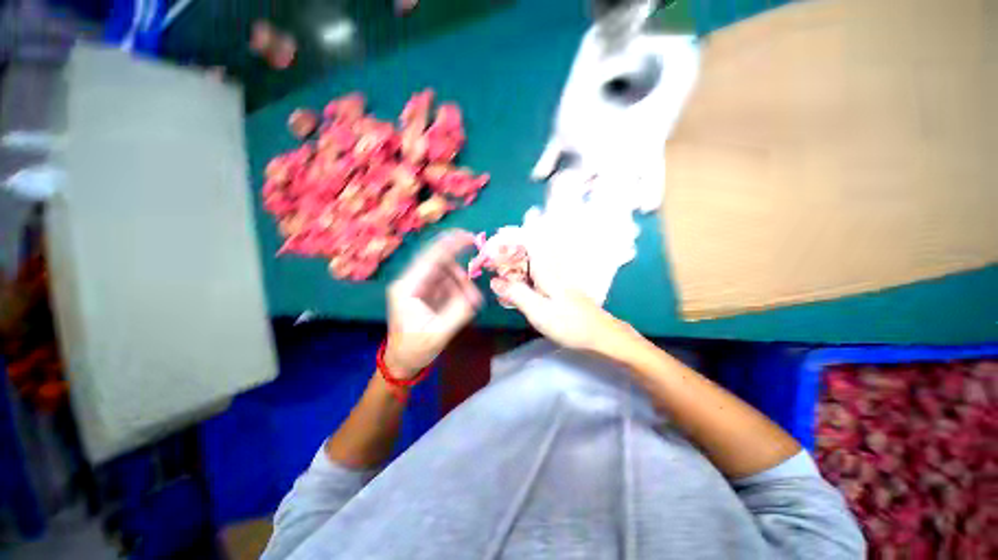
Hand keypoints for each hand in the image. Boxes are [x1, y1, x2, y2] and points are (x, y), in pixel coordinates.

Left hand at [385, 230, 481, 376]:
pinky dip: (458, 285)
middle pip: (436, 261)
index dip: (448, 245)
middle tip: (476, 260)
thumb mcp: (439, 333)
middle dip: (457, 260)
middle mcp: (411, 282)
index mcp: (407, 288)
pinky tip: (464, 297)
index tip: (468, 236)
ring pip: (443, 271)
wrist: (402, 361)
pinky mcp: (426, 292)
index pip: (428, 259)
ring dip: (459, 279)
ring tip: (469, 298)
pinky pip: (445, 281)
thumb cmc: (415, 349)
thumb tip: (477, 295)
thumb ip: (458, 311)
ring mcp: (418, 286)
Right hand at [490, 237, 636, 354]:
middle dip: (507, 253)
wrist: (599, 335)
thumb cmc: (569, 323)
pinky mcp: (556, 289)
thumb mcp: (538, 311)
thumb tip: (494, 280)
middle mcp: (550, 270)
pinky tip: (514, 289)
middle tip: (491, 264)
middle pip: (527, 251)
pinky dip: (522, 277)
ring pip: (530, 264)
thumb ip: (516, 294)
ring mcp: (554, 279)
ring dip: (514, 265)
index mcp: (546, 270)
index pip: (528, 242)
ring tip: (498, 275)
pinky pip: (534, 275)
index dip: (510, 239)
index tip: (492, 247)